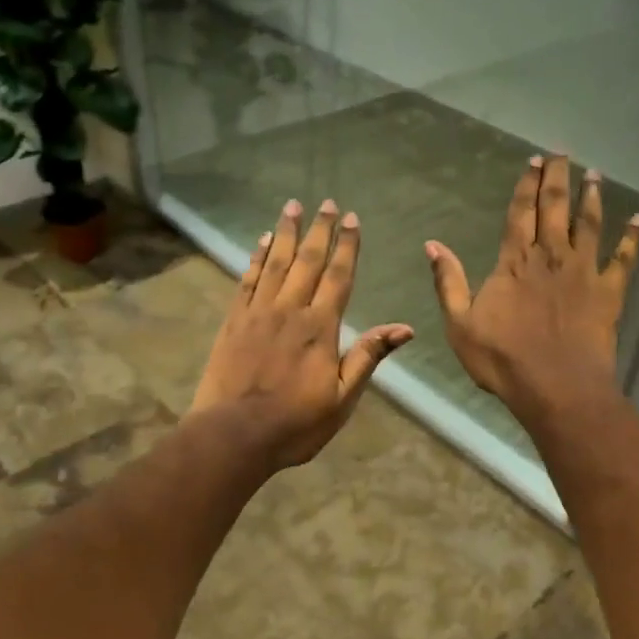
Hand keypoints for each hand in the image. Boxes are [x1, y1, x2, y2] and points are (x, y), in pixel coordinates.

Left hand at [190, 198, 413, 469]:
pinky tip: (261, 241)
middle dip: (319, 230)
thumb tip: (404, 328)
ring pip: (275, 263)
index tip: (352, 219)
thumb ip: (368, 357)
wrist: (234, 435)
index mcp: (320, 328)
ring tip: (292, 206)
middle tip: (326, 202)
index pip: (338, 277)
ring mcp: (258, 313)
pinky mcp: (233, 321)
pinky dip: (256, 258)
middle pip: (307, 261)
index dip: (347, 246)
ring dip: (285, 233)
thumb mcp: (342, 398)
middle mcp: (290, 310)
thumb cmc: (295, 424)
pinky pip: (247, 280)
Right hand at [426, 155, 638, 423]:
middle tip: (562, 155)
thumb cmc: (503, 359)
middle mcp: (550, 257)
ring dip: (592, 198)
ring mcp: (583, 272)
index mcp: (514, 263)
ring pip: (589, 225)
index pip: (519, 214)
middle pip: (555, 209)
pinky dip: (632, 238)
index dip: (526, 186)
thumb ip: (449, 282)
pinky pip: (624, 259)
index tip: (533, 162)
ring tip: (594, 175)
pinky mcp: (609, 292)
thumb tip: (433, 246)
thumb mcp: (460, 324)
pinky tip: (638, 219)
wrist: (556, 387)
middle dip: (557, 179)